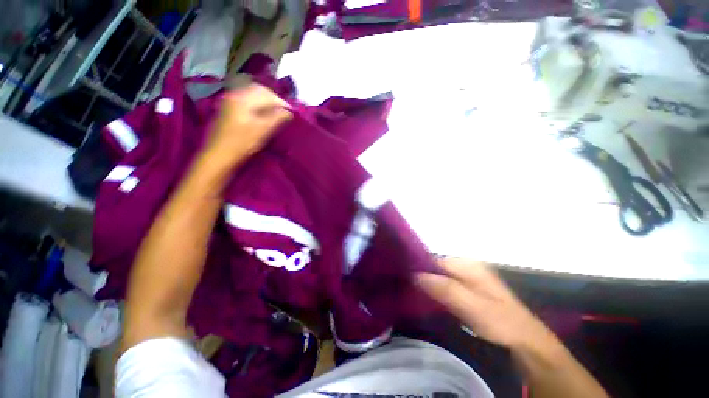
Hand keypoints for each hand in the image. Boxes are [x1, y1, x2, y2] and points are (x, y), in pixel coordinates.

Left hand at [205, 84, 291, 165]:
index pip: (268, 94)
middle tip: (284, 112)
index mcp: (244, 99)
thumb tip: (289, 112)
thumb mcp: (263, 131)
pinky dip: (257, 104)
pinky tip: (262, 114)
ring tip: (275, 113)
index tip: (291, 113)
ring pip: (252, 94)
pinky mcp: (228, 108)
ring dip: (266, 101)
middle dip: (274, 99)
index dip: (282, 103)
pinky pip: (246, 99)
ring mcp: (230, 101)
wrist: (219, 154)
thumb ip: (277, 118)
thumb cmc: (242, 143)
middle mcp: (236, 95)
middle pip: (259, 90)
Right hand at [417, 259, 552, 348]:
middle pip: (436, 267)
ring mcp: (468, 277)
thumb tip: (416, 274)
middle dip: (423, 275)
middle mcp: (466, 266)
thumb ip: (444, 288)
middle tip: (409, 288)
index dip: (419, 267)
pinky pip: (446, 285)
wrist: (524, 341)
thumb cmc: (499, 321)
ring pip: (440, 276)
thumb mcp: (471, 305)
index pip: (434, 259)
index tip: (405, 277)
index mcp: (468, 264)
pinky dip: (437, 290)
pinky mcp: (468, 289)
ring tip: (415, 293)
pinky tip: (430, 298)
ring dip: (429, 284)